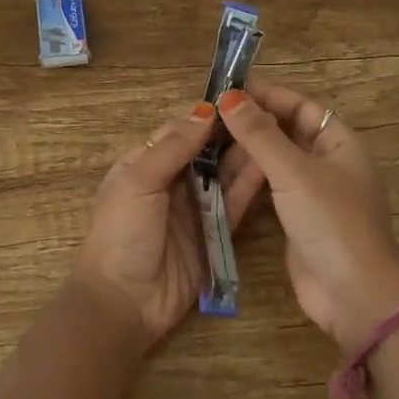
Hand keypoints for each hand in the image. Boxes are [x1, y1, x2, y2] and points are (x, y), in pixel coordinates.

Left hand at [71, 103, 268, 350]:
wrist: (124, 301)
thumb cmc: (121, 234)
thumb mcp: (138, 182)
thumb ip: (172, 147)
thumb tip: (204, 110)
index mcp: (143, 164)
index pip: (179, 131)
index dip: (207, 115)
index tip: (240, 97)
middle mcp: (171, 183)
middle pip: (207, 151)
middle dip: (233, 134)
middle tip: (268, 113)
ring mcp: (194, 209)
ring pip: (224, 175)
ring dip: (246, 156)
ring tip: (277, 132)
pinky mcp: (215, 234)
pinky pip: (235, 204)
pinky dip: (251, 187)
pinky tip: (272, 166)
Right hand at [214, 79, 398, 347]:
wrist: (353, 293)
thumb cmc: (331, 222)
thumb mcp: (294, 172)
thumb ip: (261, 134)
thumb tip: (230, 97)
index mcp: (340, 143)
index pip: (302, 107)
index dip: (268, 96)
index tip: (229, 90)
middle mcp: (329, 164)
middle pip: (288, 133)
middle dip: (253, 124)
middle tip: (210, 117)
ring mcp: (314, 195)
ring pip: (277, 163)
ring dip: (248, 154)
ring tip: (208, 144)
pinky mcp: (298, 222)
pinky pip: (271, 191)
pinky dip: (249, 183)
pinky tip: (220, 178)